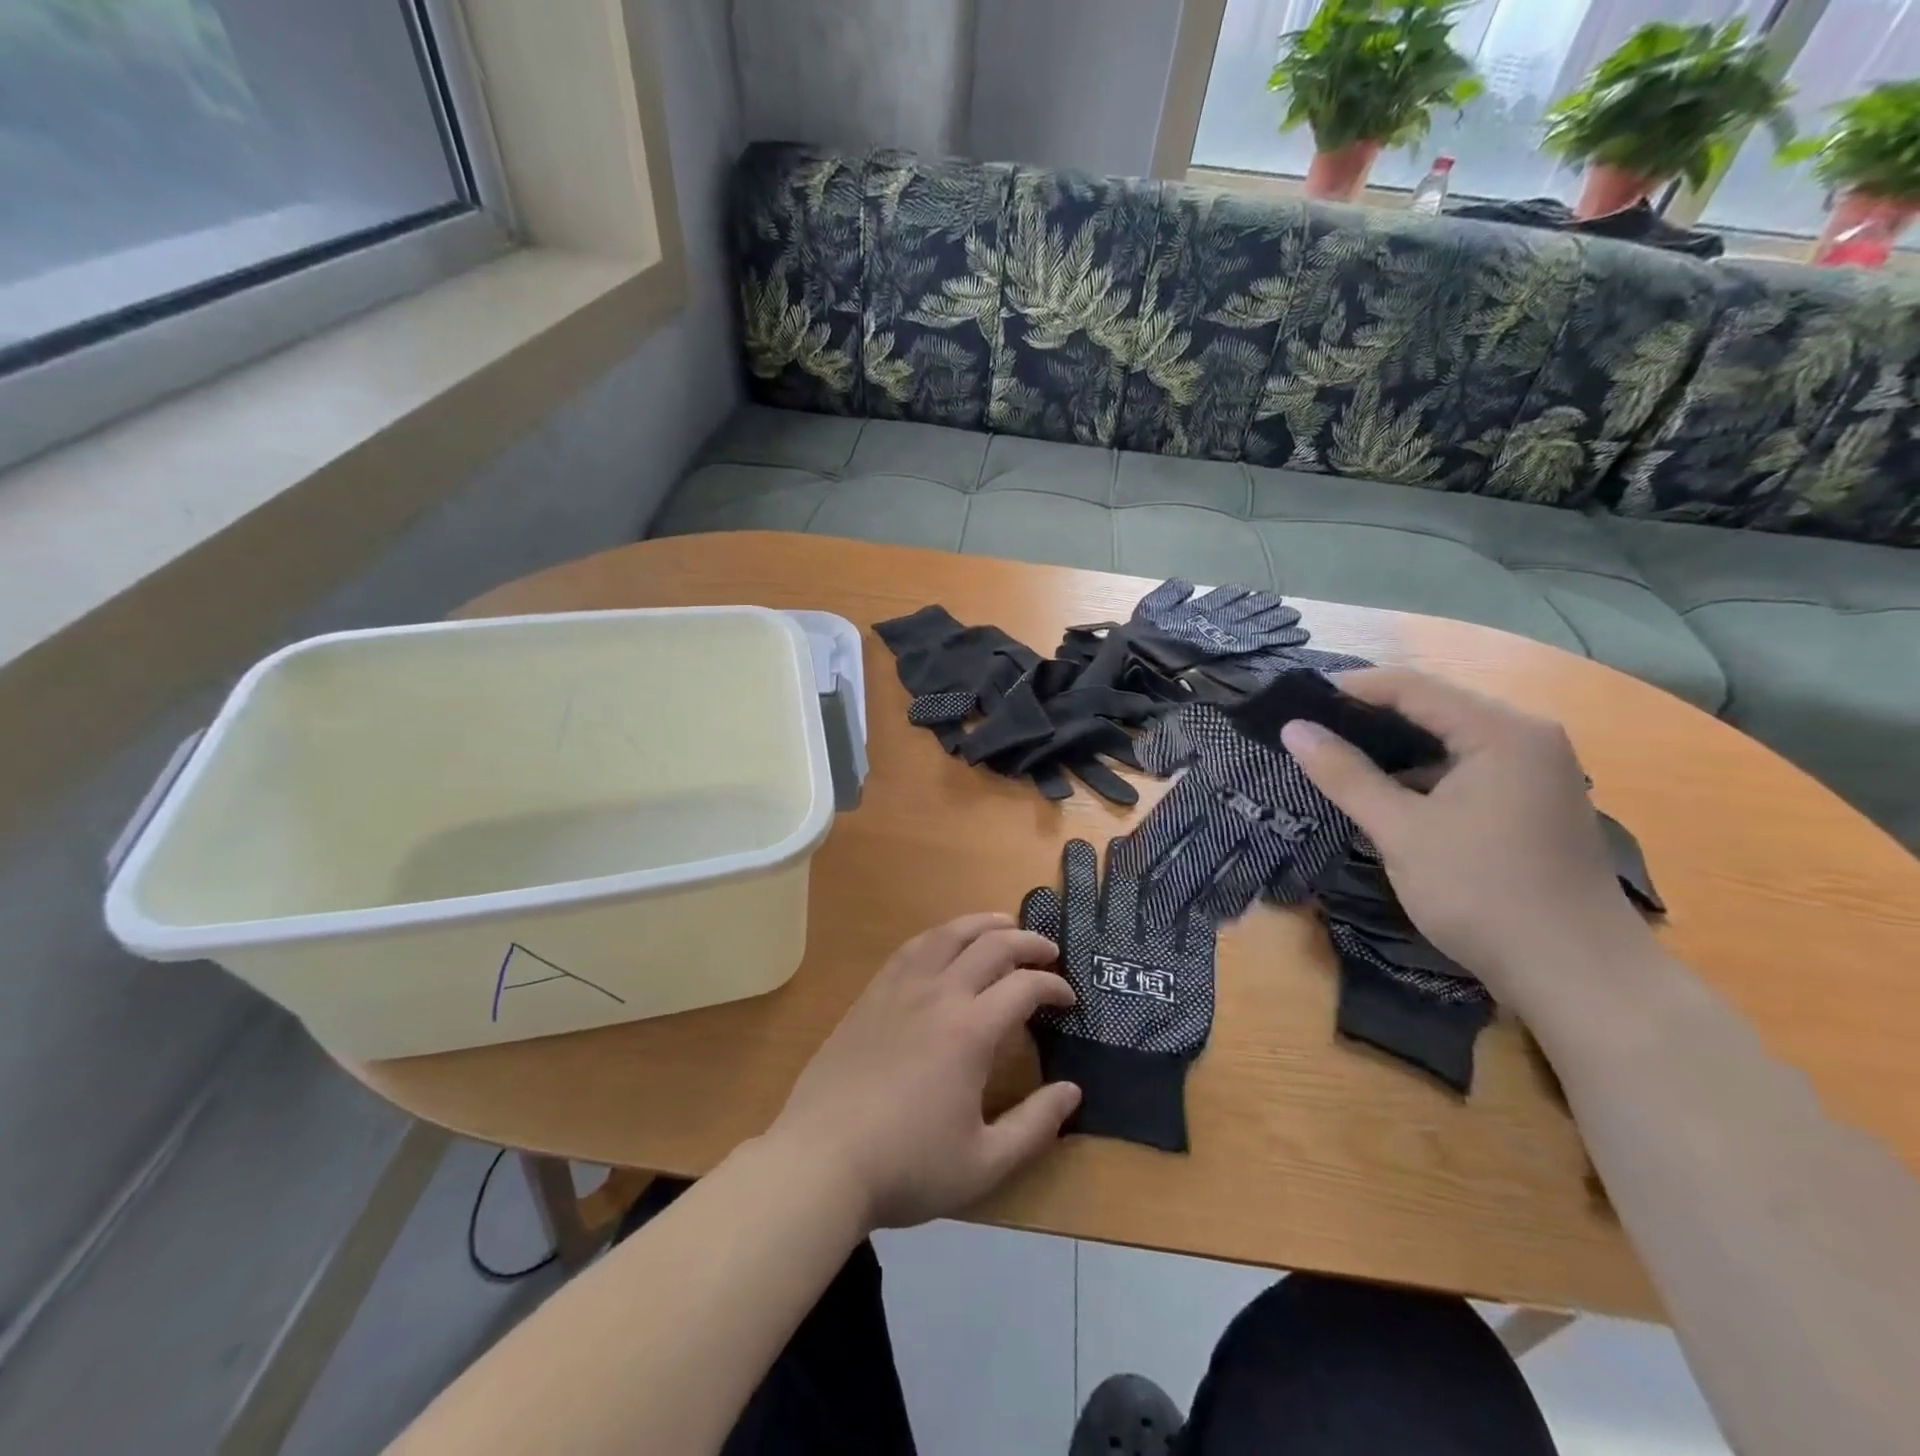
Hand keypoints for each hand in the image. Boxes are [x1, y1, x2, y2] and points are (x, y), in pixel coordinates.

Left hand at [767, 913, 1080, 1230]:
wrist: (821, 1159)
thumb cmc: (907, 1166)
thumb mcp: (984, 1163)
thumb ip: (1035, 1125)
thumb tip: (1072, 1092)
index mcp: (970, 1031)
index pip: (1024, 987)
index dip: (1053, 987)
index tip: (1068, 1000)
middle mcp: (938, 995)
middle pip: (991, 946)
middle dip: (1028, 943)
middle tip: (1049, 952)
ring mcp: (900, 989)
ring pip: (948, 935)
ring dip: (983, 924)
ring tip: (1004, 924)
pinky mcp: (871, 995)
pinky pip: (912, 948)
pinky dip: (940, 935)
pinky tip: (945, 942)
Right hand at [1282, 669, 1650, 1010]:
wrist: (1576, 974)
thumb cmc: (1482, 893)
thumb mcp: (1401, 831)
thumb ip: (1345, 774)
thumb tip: (1293, 729)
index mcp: (1502, 732)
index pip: (1412, 686)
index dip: (1351, 689)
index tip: (1297, 703)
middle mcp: (1526, 737)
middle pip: (1434, 707)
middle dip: (1369, 717)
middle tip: (1310, 731)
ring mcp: (1535, 770)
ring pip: (1448, 740)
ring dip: (1394, 748)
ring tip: (1336, 758)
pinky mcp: (1532, 800)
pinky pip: (1465, 767)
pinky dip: (1422, 774)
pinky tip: (1385, 794)